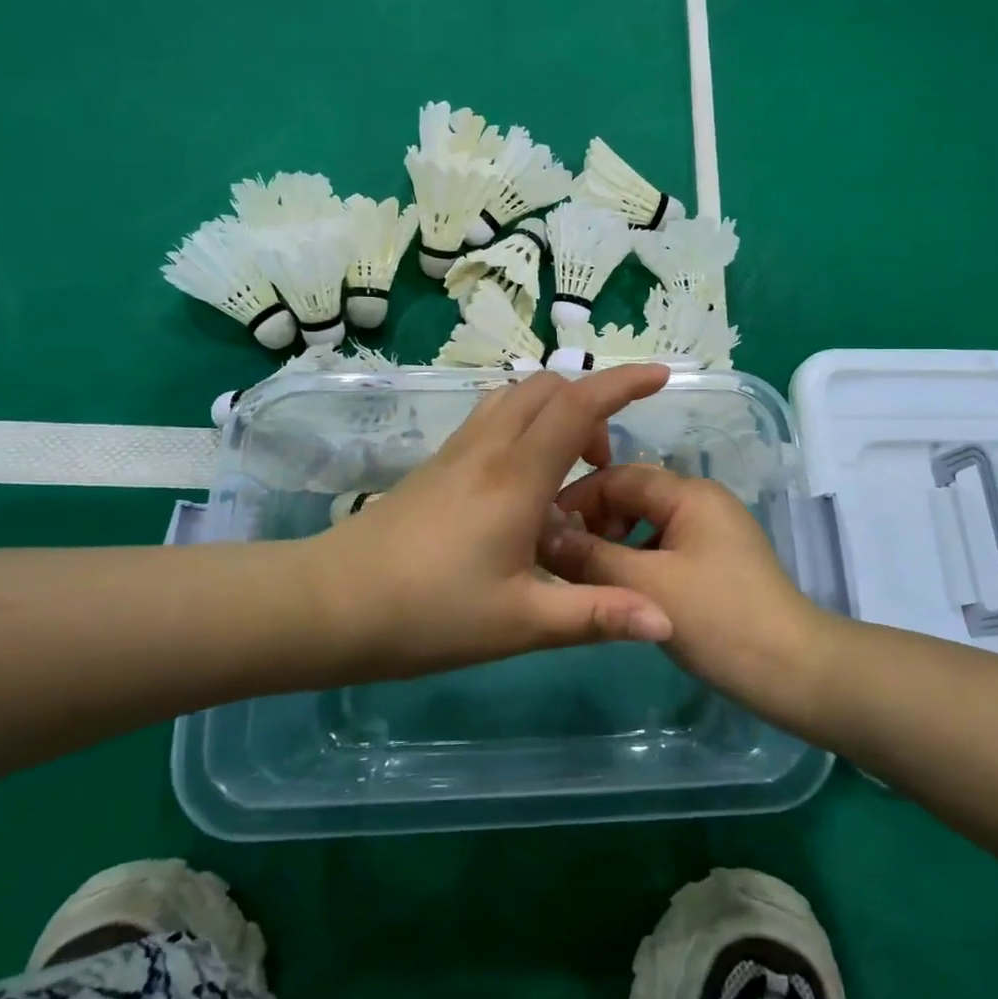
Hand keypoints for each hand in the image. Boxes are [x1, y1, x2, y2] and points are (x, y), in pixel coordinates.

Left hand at [310, 366, 675, 678]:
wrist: (330, 604)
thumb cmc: (428, 614)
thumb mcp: (521, 622)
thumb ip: (596, 614)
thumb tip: (667, 620)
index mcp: (517, 476)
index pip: (579, 406)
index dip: (624, 383)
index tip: (661, 376)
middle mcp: (489, 448)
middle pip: (546, 388)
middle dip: (591, 403)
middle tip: (604, 463)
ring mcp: (457, 451)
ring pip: (515, 398)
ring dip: (554, 411)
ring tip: (568, 468)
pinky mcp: (437, 464)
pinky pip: (493, 419)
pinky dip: (525, 425)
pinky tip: (524, 482)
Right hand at [541, 464, 835, 711]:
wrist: (793, 670)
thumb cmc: (718, 619)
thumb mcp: (646, 585)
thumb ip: (589, 556)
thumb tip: (542, 533)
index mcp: (689, 493)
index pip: (618, 476)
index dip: (576, 499)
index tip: (542, 530)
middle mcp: (701, 501)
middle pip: (632, 498)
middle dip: (593, 524)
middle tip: (562, 560)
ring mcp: (712, 532)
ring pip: (646, 526)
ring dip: (613, 546)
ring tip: (586, 579)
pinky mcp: (716, 562)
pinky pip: (664, 549)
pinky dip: (636, 563)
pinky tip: (621, 592)